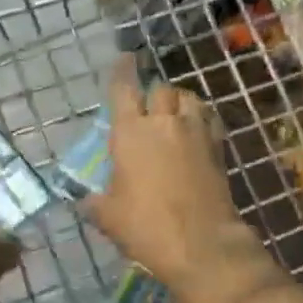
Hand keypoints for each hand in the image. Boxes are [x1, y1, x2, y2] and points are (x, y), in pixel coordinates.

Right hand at [86, 58, 271, 302]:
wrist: (201, 245)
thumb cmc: (146, 227)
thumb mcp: (108, 216)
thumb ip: (94, 202)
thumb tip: (85, 200)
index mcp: (131, 132)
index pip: (124, 89)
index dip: (123, 71)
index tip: (125, 58)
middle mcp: (164, 123)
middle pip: (160, 89)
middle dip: (152, 93)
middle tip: (147, 106)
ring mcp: (195, 133)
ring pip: (189, 99)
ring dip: (179, 101)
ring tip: (173, 113)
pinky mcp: (218, 149)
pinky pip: (209, 120)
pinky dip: (201, 119)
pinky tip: (195, 132)